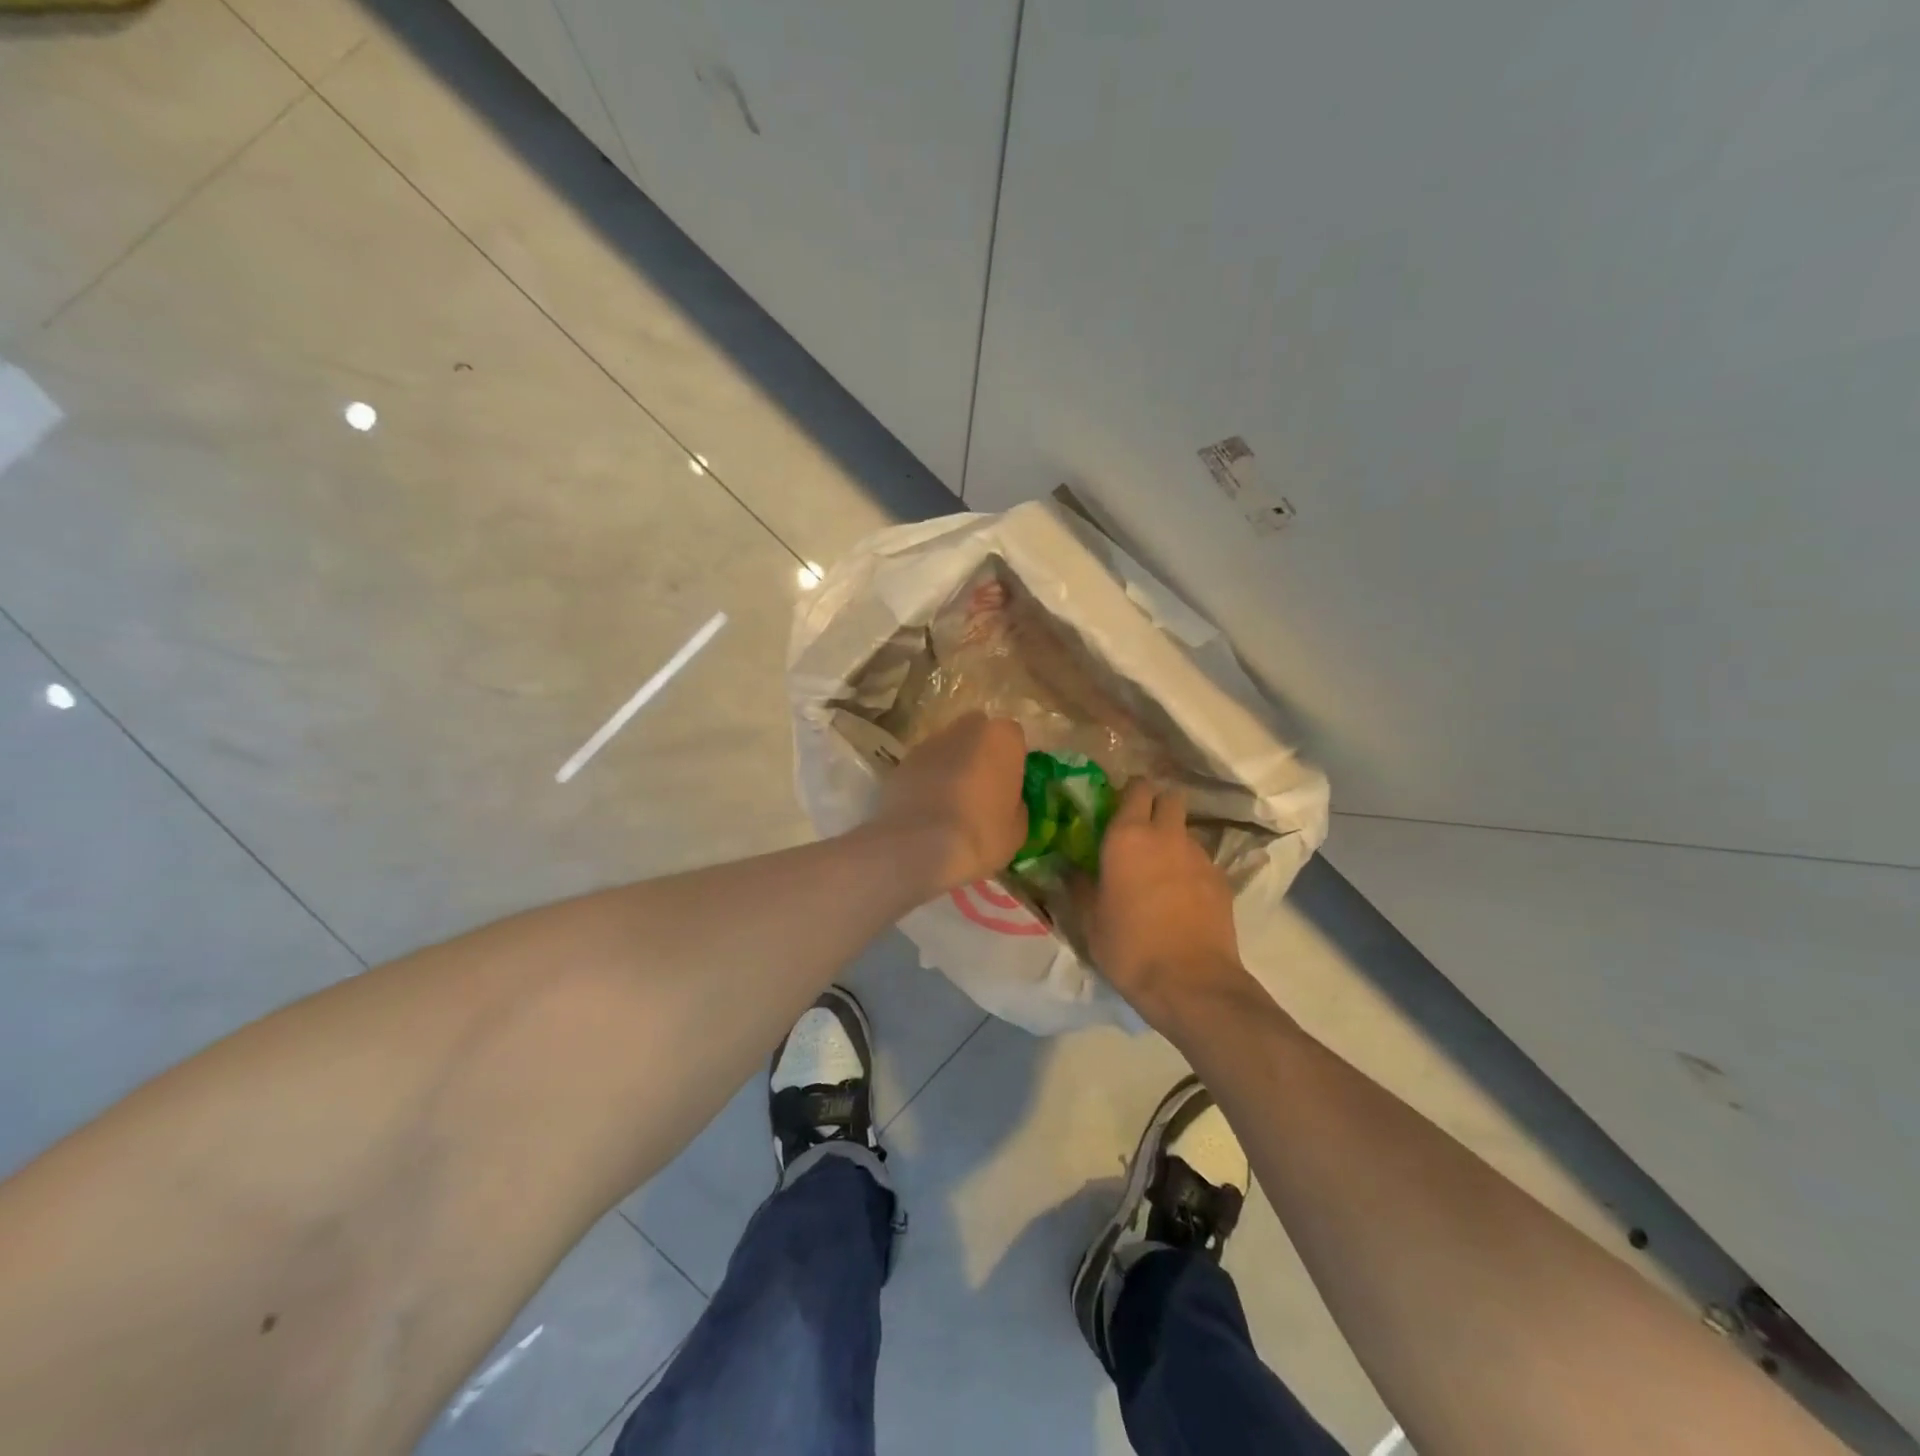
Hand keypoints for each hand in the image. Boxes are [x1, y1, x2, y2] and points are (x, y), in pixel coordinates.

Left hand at [871, 713, 1027, 894]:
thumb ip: (1015, 803)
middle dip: (979, 754)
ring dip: (950, 767)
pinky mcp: (901, 763)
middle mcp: (964, 730)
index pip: (1013, 737)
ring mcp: (928, 744)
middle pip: (976, 734)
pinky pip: (922, 769)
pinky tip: (925, 812)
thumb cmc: (981, 835)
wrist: (919, 846)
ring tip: (948, 806)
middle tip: (980, 790)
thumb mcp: (1017, 828)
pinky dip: (925, 782)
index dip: (1011, 760)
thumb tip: (1006, 801)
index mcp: (1001, 737)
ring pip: (946, 749)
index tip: (1009, 785)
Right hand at [1082, 781, 1251, 1031]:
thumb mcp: (1090, 920)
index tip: (1117, 806)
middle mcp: (1166, 836)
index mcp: (1127, 837)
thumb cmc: (1129, 948)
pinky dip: (1190, 868)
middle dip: (1157, 805)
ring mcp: (1199, 856)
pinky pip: (1201, 860)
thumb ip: (1079, 885)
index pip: (1136, 788)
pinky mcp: (1222, 880)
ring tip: (1160, 871)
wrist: (1191, 984)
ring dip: (1173, 840)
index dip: (1129, 792)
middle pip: (1170, 797)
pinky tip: (1182, 897)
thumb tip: (1069, 866)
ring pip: (1186, 830)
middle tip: (1141, 830)